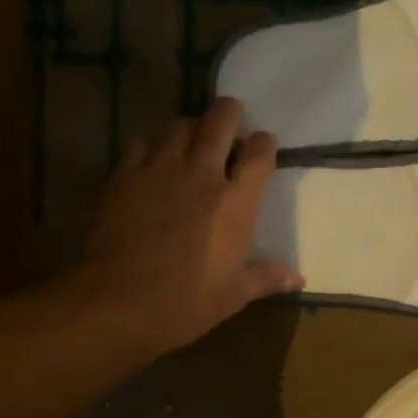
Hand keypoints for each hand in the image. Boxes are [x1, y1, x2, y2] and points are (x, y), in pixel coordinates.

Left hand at [78, 98, 303, 354]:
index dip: (265, 144)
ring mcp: (160, 169)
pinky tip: (153, 160)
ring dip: (192, 128)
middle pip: (220, 121)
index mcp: (236, 204)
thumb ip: (266, 279)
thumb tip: (298, 279)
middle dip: (230, 114)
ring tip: (192, 141)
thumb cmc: (185, 303)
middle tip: (232, 121)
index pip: (259, 154)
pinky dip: (153, 144)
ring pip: (180, 125)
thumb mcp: (233, 296)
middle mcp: (202, 174)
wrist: (119, 301)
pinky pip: (142, 141)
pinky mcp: (124, 174)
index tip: (265, 146)